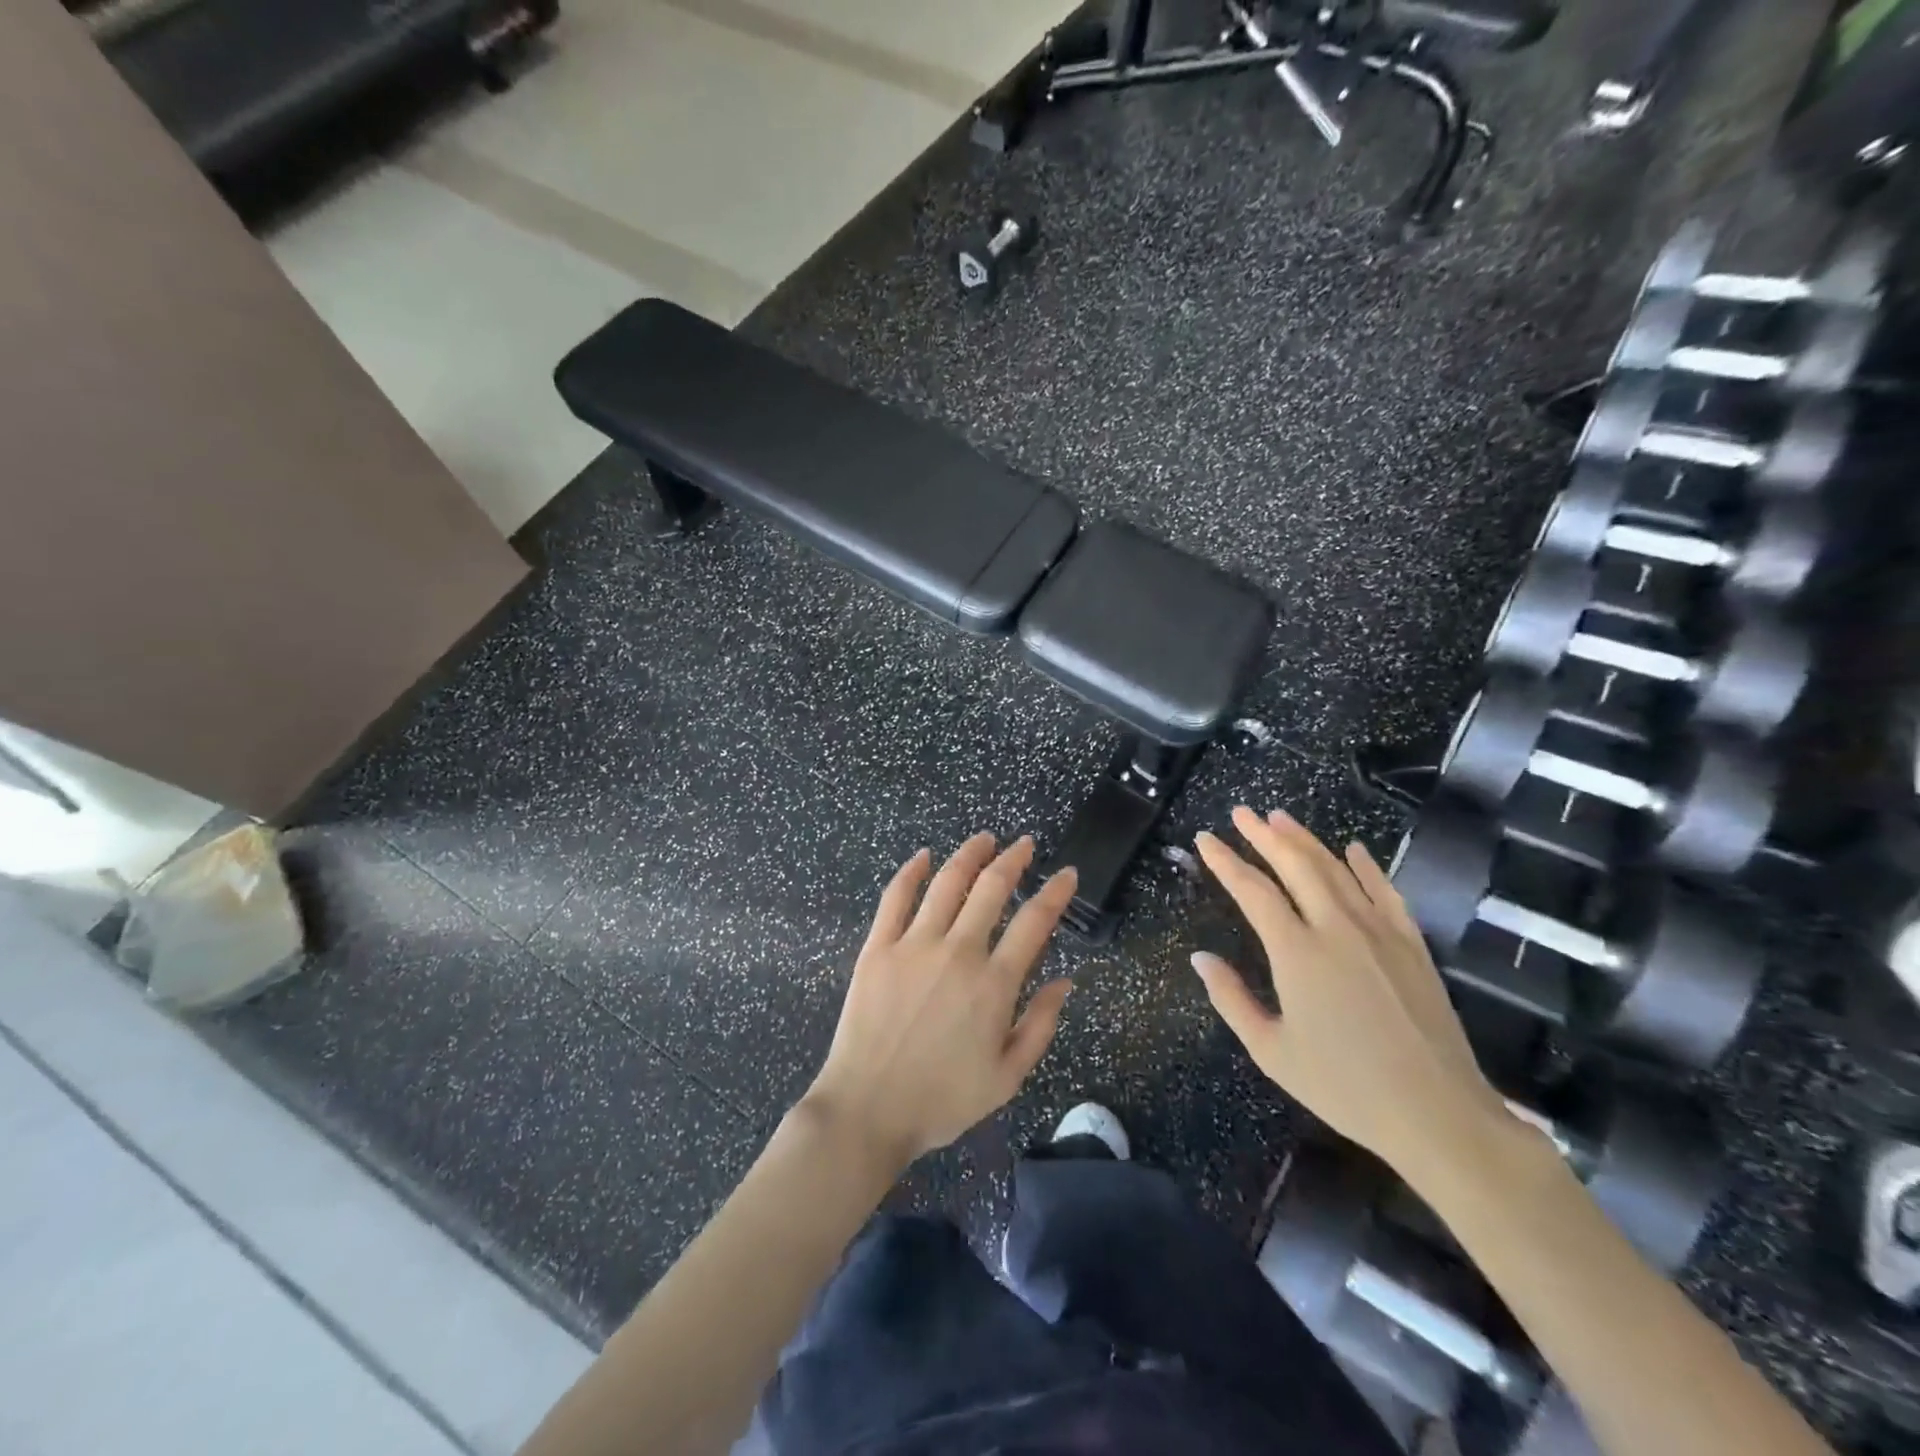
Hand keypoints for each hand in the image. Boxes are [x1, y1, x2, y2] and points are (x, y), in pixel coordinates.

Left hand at [802, 834, 1077, 1172]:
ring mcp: (914, 945)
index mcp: (994, 984)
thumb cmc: (942, 1099)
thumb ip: (1040, 1025)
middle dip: (1013, 860)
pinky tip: (923, 856)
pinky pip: (895, 898)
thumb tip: (1064, 981)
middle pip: (991, 888)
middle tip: (1024, 844)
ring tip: (984, 838)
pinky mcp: (878, 948)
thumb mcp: (1007, 1077)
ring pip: (947, 883)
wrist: (868, 1110)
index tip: (1067, 874)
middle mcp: (958, 952)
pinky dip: (911, 872)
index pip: (1035, 922)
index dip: (1056, 893)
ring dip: (969, 854)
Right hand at [1192, 807, 1504, 1183]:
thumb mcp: (1271, 1052)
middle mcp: (1336, 928)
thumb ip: (1231, 999)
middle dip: (1264, 835)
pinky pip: (1385, 891)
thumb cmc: (1345, 1086)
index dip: (1226, 861)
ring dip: (1305, 840)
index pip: (1253, 891)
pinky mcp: (1412, 944)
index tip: (1206, 838)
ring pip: (1336, 869)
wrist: (1438, 1113)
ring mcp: (1379, 931)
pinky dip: (1365, 866)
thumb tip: (1200, 958)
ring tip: (1280, 818)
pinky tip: (1353, 849)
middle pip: (1295, 865)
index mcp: (1297, 952)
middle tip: (1241, 812)